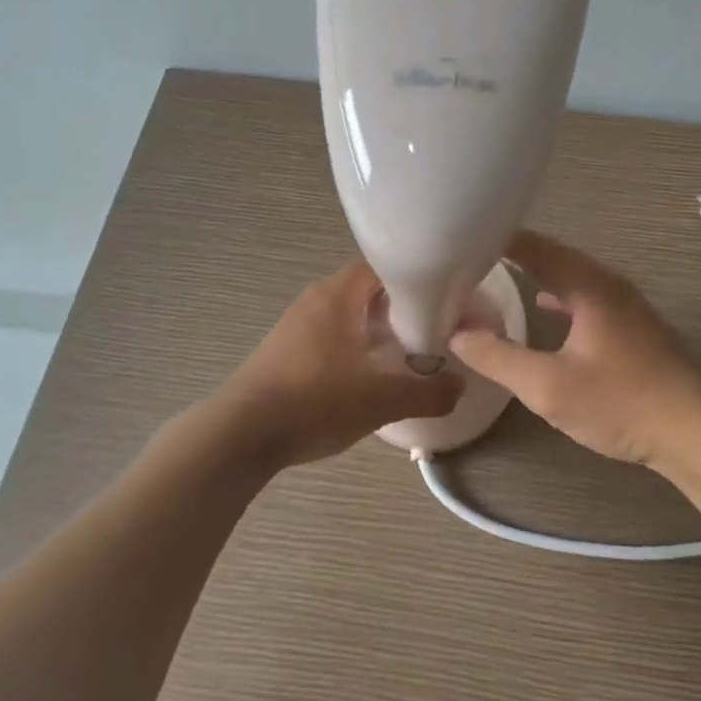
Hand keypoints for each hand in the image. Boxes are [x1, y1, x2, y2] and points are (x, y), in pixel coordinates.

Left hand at [217, 259, 464, 468]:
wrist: (241, 435)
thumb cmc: (315, 401)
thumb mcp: (381, 400)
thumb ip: (427, 392)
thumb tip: (459, 387)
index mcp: (337, 295)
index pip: (381, 265)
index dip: (414, 278)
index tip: (441, 300)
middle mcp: (314, 302)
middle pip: (365, 292)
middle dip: (398, 310)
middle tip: (428, 333)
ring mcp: (295, 328)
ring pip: (347, 318)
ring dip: (374, 333)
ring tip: (403, 359)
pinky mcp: (284, 355)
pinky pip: (329, 341)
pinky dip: (352, 352)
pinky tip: (365, 382)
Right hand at [448, 231, 700, 471]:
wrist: (697, 433)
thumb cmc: (621, 403)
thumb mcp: (548, 386)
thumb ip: (498, 357)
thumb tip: (456, 331)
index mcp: (588, 285)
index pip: (534, 247)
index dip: (497, 239)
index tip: (459, 238)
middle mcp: (609, 285)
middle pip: (553, 256)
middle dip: (512, 254)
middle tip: (470, 257)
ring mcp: (626, 306)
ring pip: (571, 278)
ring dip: (536, 274)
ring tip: (498, 275)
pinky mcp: (633, 329)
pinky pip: (584, 298)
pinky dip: (557, 297)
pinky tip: (544, 309)